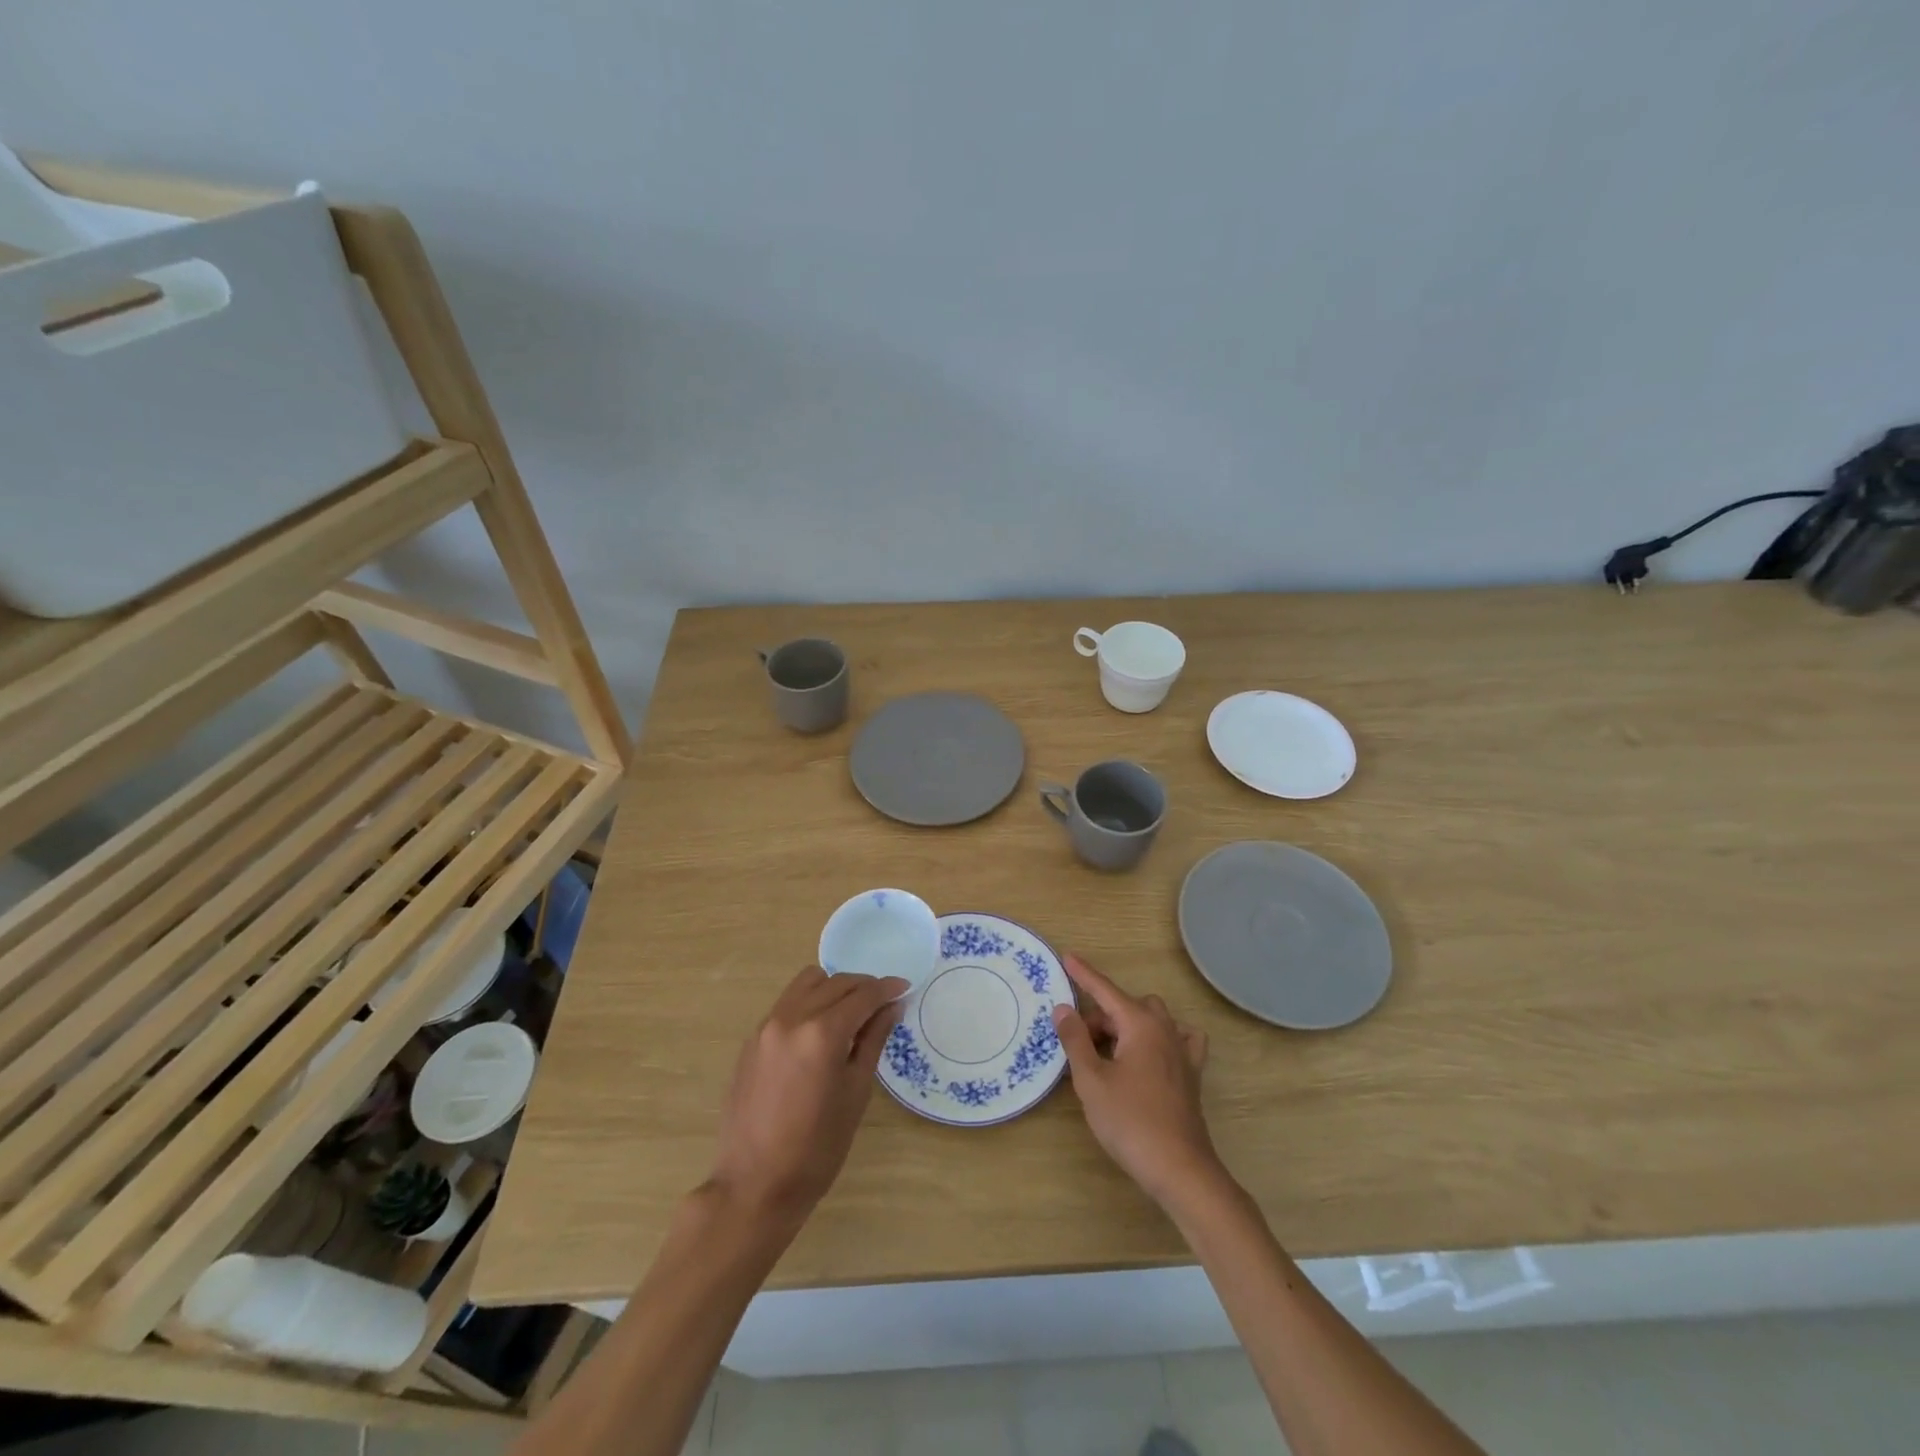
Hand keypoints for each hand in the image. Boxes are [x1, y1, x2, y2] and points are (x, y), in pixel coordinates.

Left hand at [707, 966, 905, 1223]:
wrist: (755, 1185)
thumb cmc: (817, 1148)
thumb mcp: (856, 1092)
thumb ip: (873, 1040)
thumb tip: (892, 1006)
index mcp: (822, 1033)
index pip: (863, 995)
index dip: (887, 988)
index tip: (904, 987)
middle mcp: (792, 1018)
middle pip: (836, 983)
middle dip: (864, 987)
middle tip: (883, 1003)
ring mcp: (767, 1026)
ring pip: (807, 983)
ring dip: (834, 988)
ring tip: (850, 1012)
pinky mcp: (752, 1039)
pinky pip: (787, 1003)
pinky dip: (810, 1002)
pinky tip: (820, 1030)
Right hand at [1052, 953, 1222, 1207]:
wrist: (1180, 1169)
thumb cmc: (1131, 1122)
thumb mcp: (1091, 1080)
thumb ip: (1075, 1040)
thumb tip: (1063, 1008)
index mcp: (1140, 1024)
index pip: (1105, 990)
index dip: (1084, 974)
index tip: (1067, 955)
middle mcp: (1165, 1029)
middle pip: (1126, 1007)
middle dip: (1100, 1017)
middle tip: (1079, 1045)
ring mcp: (1182, 1051)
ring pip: (1150, 1020)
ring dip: (1125, 1027)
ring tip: (1106, 1055)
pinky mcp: (1190, 1074)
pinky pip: (1177, 1039)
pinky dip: (1159, 1037)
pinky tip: (1150, 1053)